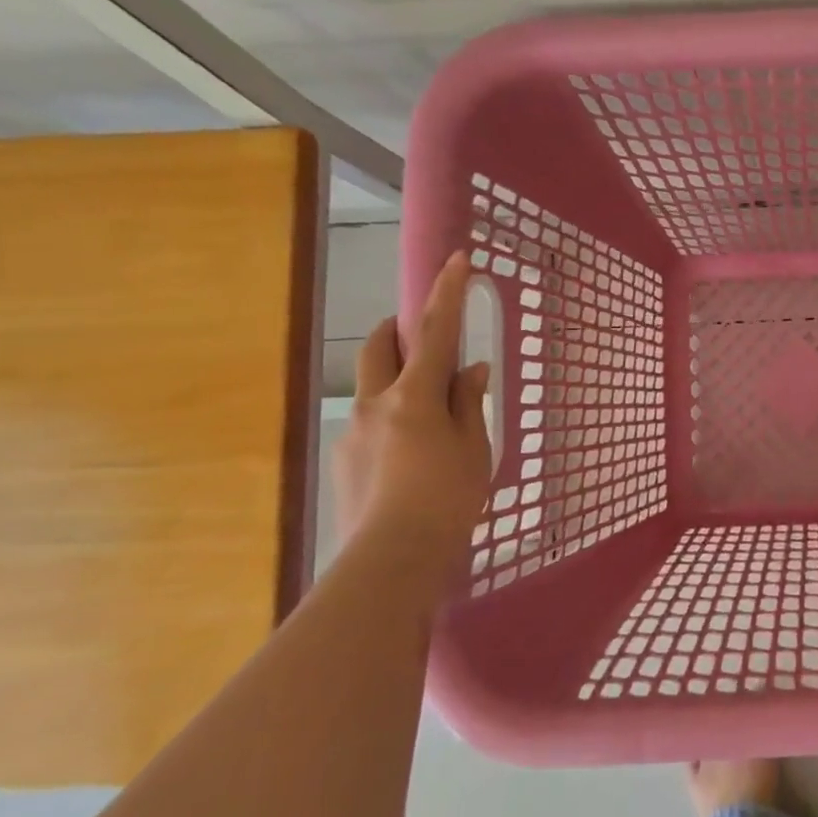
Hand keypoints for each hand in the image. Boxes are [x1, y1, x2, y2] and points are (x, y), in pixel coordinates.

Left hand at [333, 251, 491, 563]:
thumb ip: (469, 403)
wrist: (393, 558)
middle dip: (396, 329)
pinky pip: (370, 423)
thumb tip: (471, 368)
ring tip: (428, 419)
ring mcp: (354, 432)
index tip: (456, 258)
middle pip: (379, 347)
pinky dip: (391, 421)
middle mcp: (376, 403)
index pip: (434, 331)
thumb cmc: (448, 498)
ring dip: (396, 381)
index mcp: (415, 396)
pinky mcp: (343, 460)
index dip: (447, 293)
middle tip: (422, 338)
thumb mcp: (474, 447)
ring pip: (372, 387)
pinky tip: (411, 459)